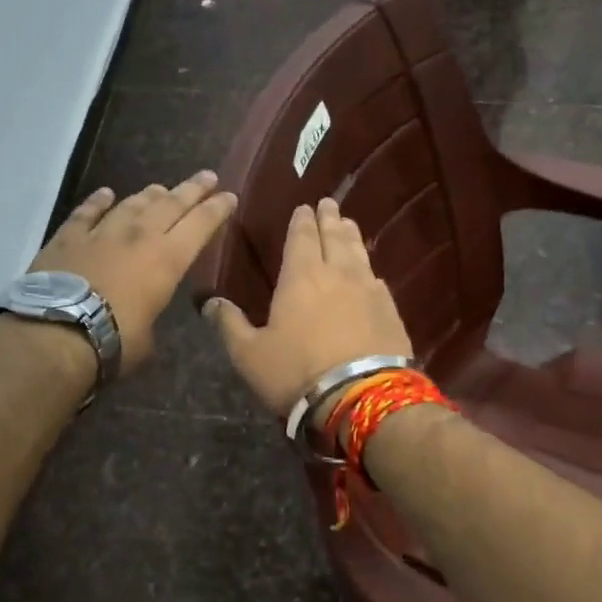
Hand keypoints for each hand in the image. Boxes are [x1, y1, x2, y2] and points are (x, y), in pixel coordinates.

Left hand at [28, 171, 236, 372]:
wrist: (58, 332)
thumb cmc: (115, 341)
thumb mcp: (148, 338)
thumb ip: (150, 316)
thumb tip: (144, 317)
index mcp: (168, 260)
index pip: (201, 225)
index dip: (217, 209)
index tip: (229, 196)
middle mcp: (140, 236)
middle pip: (172, 204)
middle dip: (193, 189)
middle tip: (207, 176)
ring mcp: (102, 232)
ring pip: (132, 204)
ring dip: (150, 195)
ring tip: (161, 188)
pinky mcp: (68, 236)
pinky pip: (87, 212)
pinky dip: (98, 201)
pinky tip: (105, 194)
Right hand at [203, 198, 412, 415]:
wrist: (361, 398)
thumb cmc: (296, 372)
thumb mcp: (249, 354)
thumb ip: (229, 325)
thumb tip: (210, 302)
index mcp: (301, 276)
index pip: (302, 237)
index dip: (302, 221)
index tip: (304, 207)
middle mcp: (337, 274)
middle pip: (334, 237)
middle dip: (329, 219)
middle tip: (328, 204)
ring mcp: (368, 290)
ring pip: (359, 253)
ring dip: (352, 236)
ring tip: (348, 224)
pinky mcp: (391, 311)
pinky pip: (378, 281)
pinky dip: (370, 271)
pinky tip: (372, 274)